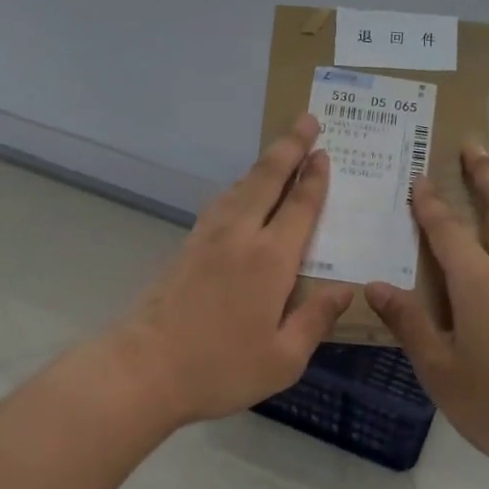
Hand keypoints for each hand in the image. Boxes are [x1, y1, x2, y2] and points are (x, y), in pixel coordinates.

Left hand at [114, 113, 353, 425]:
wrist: (142, 369)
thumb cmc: (219, 368)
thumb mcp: (283, 359)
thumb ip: (316, 320)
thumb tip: (346, 291)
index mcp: (271, 260)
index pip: (300, 207)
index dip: (314, 178)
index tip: (324, 152)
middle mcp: (240, 237)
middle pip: (267, 179)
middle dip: (289, 147)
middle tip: (306, 119)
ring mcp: (207, 239)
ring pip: (240, 188)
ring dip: (263, 166)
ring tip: (279, 152)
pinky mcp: (185, 248)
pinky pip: (221, 205)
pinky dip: (240, 189)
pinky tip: (240, 195)